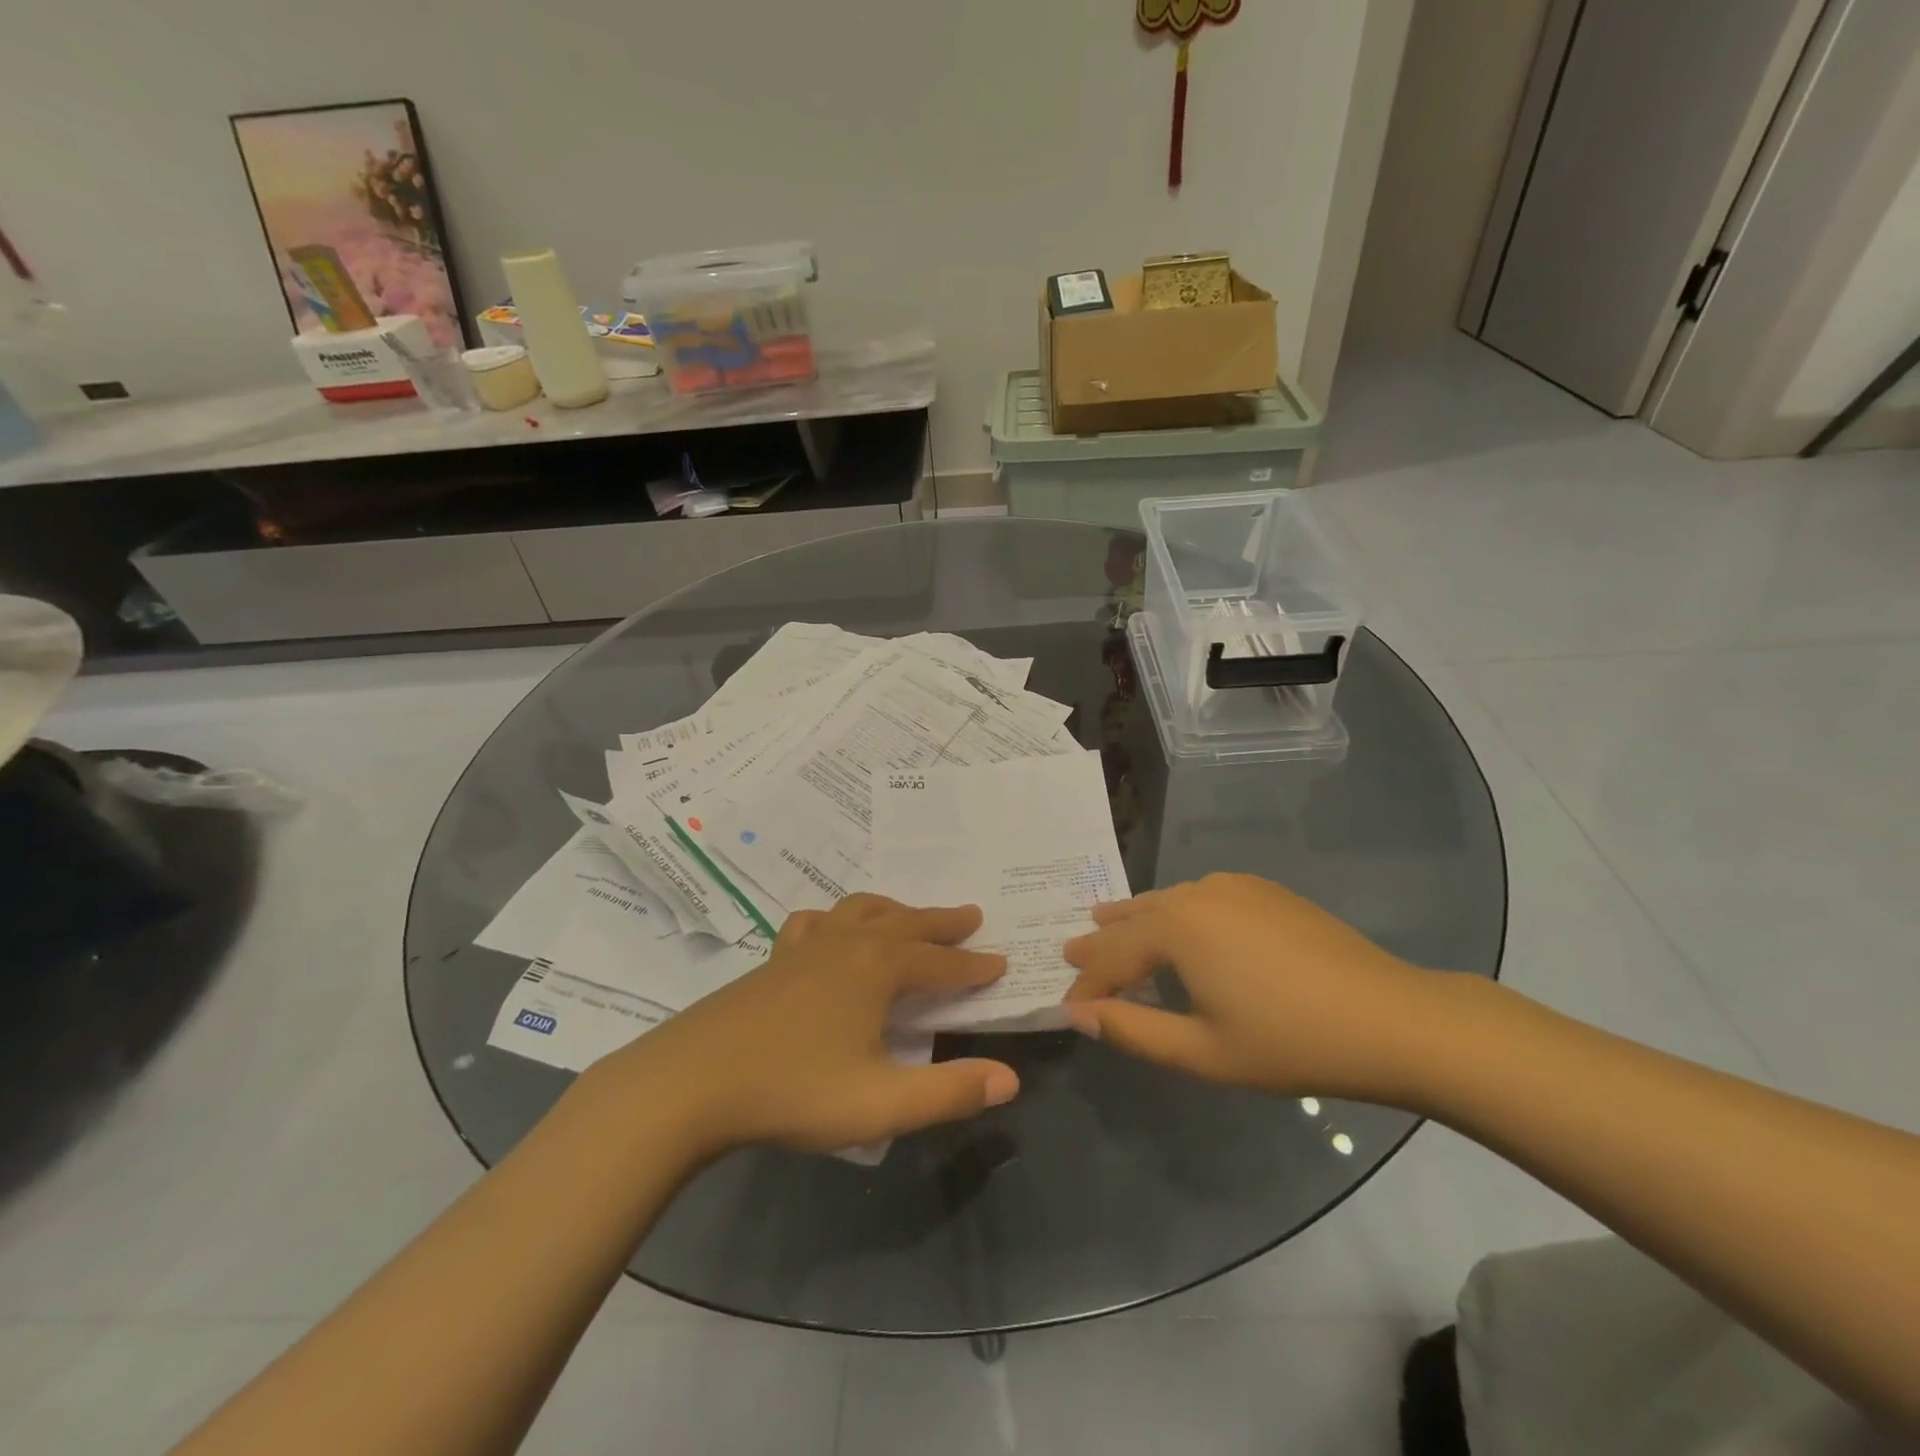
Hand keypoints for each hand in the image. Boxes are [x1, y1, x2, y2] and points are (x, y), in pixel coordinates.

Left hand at [601, 894, 1018, 1156]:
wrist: (691, 1083)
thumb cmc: (793, 1091)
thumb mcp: (880, 1104)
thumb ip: (949, 1093)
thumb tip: (1009, 1079)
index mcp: (877, 968)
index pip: (940, 963)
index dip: (974, 967)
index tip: (1001, 963)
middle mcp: (846, 943)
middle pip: (906, 922)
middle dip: (942, 922)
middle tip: (971, 917)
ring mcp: (805, 947)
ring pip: (861, 911)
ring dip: (895, 911)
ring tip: (909, 917)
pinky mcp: (774, 960)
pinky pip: (814, 922)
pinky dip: (835, 918)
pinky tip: (829, 930)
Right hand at [1062, 873, 1450, 1103]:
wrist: (1391, 1018)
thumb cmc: (1290, 1042)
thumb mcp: (1202, 1052)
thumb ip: (1133, 1031)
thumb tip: (1079, 1014)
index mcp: (1176, 927)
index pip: (1112, 957)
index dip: (1086, 987)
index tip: (1066, 1008)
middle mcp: (1196, 893)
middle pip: (1135, 918)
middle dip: (1102, 940)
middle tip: (1070, 950)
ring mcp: (1233, 886)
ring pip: (1167, 901)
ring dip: (1136, 919)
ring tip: (1108, 921)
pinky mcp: (1264, 890)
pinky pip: (1201, 895)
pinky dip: (1176, 911)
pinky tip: (1178, 923)